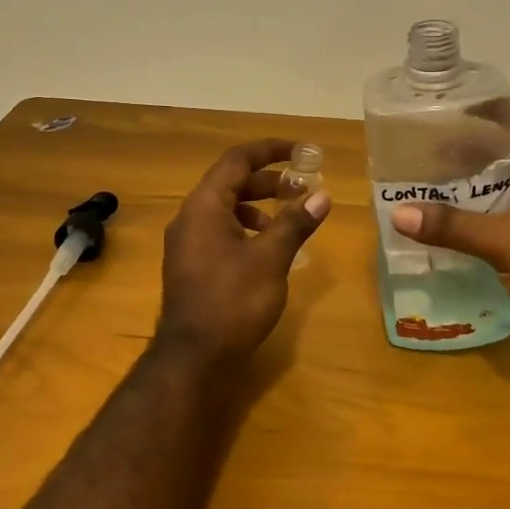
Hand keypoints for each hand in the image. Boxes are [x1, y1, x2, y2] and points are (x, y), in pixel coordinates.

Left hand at [156, 140, 330, 365]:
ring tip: (290, 219)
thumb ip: (295, 222)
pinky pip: (220, 231)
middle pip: (231, 182)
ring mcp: (187, 243)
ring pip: (226, 208)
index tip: (302, 151)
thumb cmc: (233, 301)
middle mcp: (190, 217)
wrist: (194, 358)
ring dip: (259, 206)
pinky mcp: (192, 265)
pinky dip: (247, 229)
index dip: (270, 150)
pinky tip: (269, 249)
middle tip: (303, 188)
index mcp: (204, 206)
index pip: (237, 160)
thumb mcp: (271, 259)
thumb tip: (322, 194)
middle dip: (269, 181)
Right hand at [388, 100, 509, 344]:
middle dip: (480, 145)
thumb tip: (399, 213)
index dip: (497, 109)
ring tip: (439, 176)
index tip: (456, 109)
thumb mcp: (509, 244)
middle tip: (435, 145)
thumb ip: (454, 226)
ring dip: (483, 178)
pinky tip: (459, 215)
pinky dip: (490, 207)